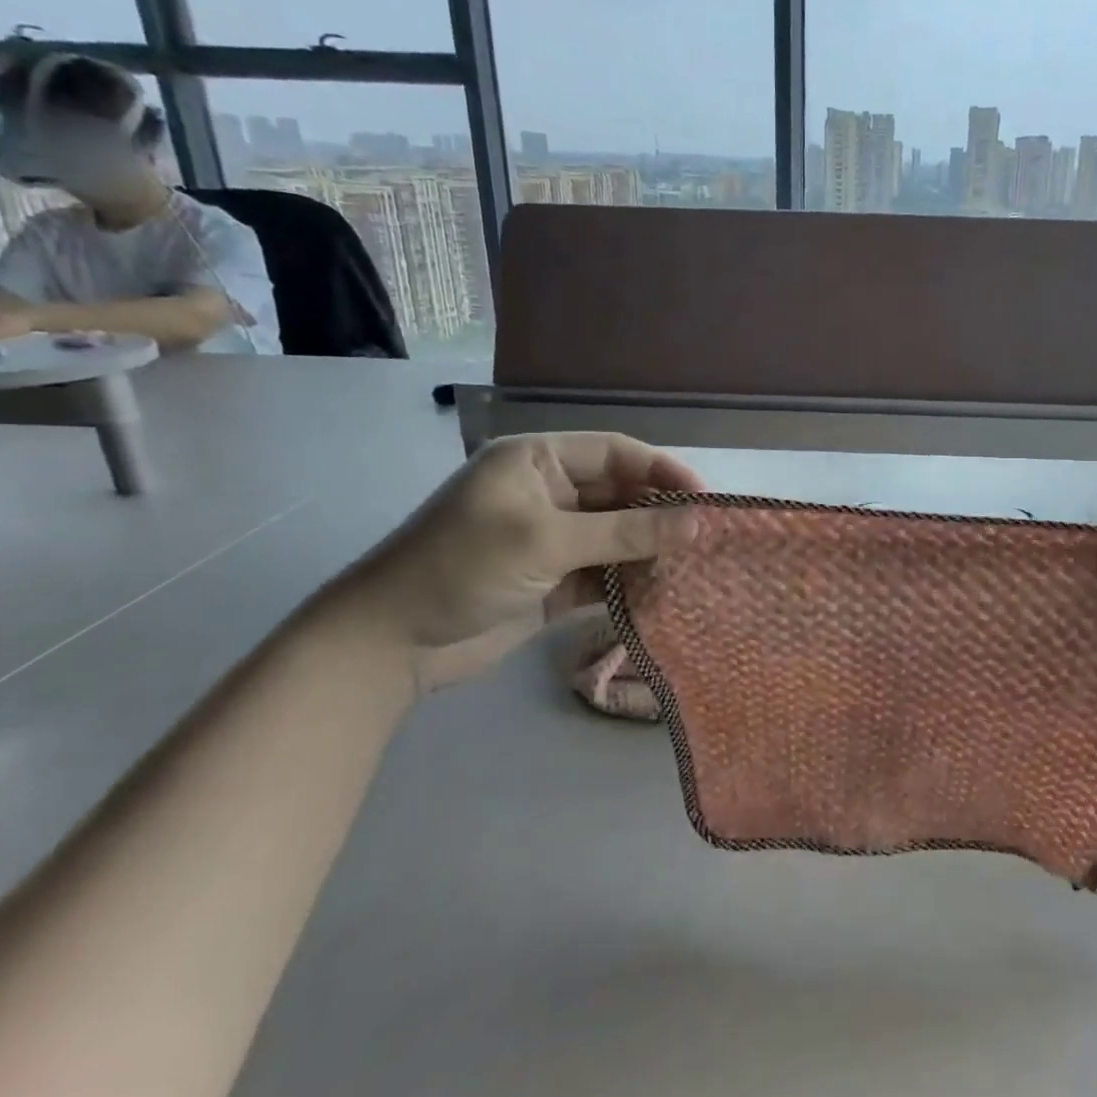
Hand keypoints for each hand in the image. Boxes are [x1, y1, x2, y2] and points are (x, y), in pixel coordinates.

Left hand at [325, 433, 701, 692]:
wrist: (390, 644)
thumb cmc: (463, 567)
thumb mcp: (548, 541)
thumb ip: (627, 532)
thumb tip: (698, 523)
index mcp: (538, 461)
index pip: (616, 453)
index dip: (663, 470)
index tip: (706, 499)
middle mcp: (548, 493)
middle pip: (620, 494)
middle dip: (661, 515)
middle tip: (706, 539)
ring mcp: (551, 539)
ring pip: (617, 536)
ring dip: (649, 552)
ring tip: (693, 569)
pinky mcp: (553, 580)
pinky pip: (604, 573)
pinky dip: (631, 583)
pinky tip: (663, 595)